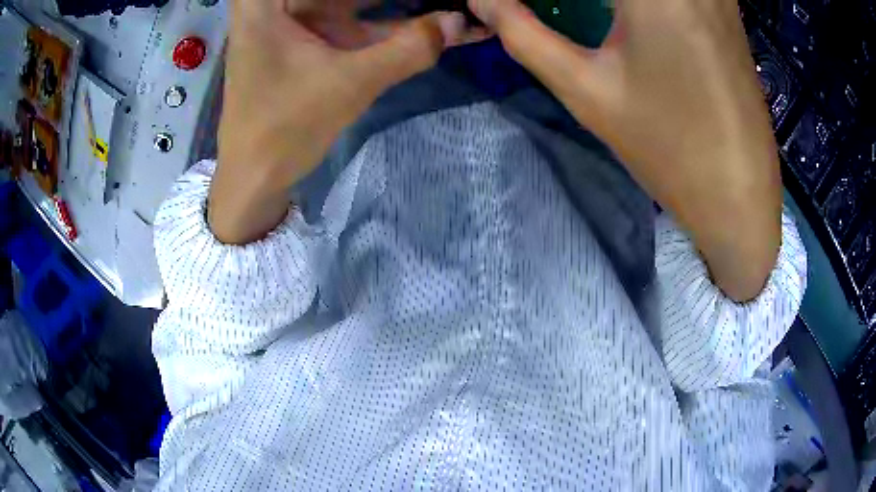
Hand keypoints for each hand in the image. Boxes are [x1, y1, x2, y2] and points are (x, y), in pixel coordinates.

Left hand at [210, 0, 478, 244]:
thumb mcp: (349, 83)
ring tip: (446, 10)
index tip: (434, 3)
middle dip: (396, 0)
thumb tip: (460, 22)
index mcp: (268, 0)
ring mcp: (295, 18)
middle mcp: (279, 1)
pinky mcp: (309, 38)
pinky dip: (387, 27)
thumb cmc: (284, 129)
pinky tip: (428, 26)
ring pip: (354, 2)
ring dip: (399, 7)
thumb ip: (408, 49)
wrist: (254, 178)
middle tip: (445, 4)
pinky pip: (353, 21)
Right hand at [470, 0, 781, 300]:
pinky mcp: (725, 7)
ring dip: (608, 1)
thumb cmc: (668, 149)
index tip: (516, 5)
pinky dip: (641, 1)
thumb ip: (525, 34)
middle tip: (541, 10)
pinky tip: (627, 15)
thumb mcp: (587, 90)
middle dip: (582, 0)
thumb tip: (482, 0)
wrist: (740, 197)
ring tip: (587, 15)